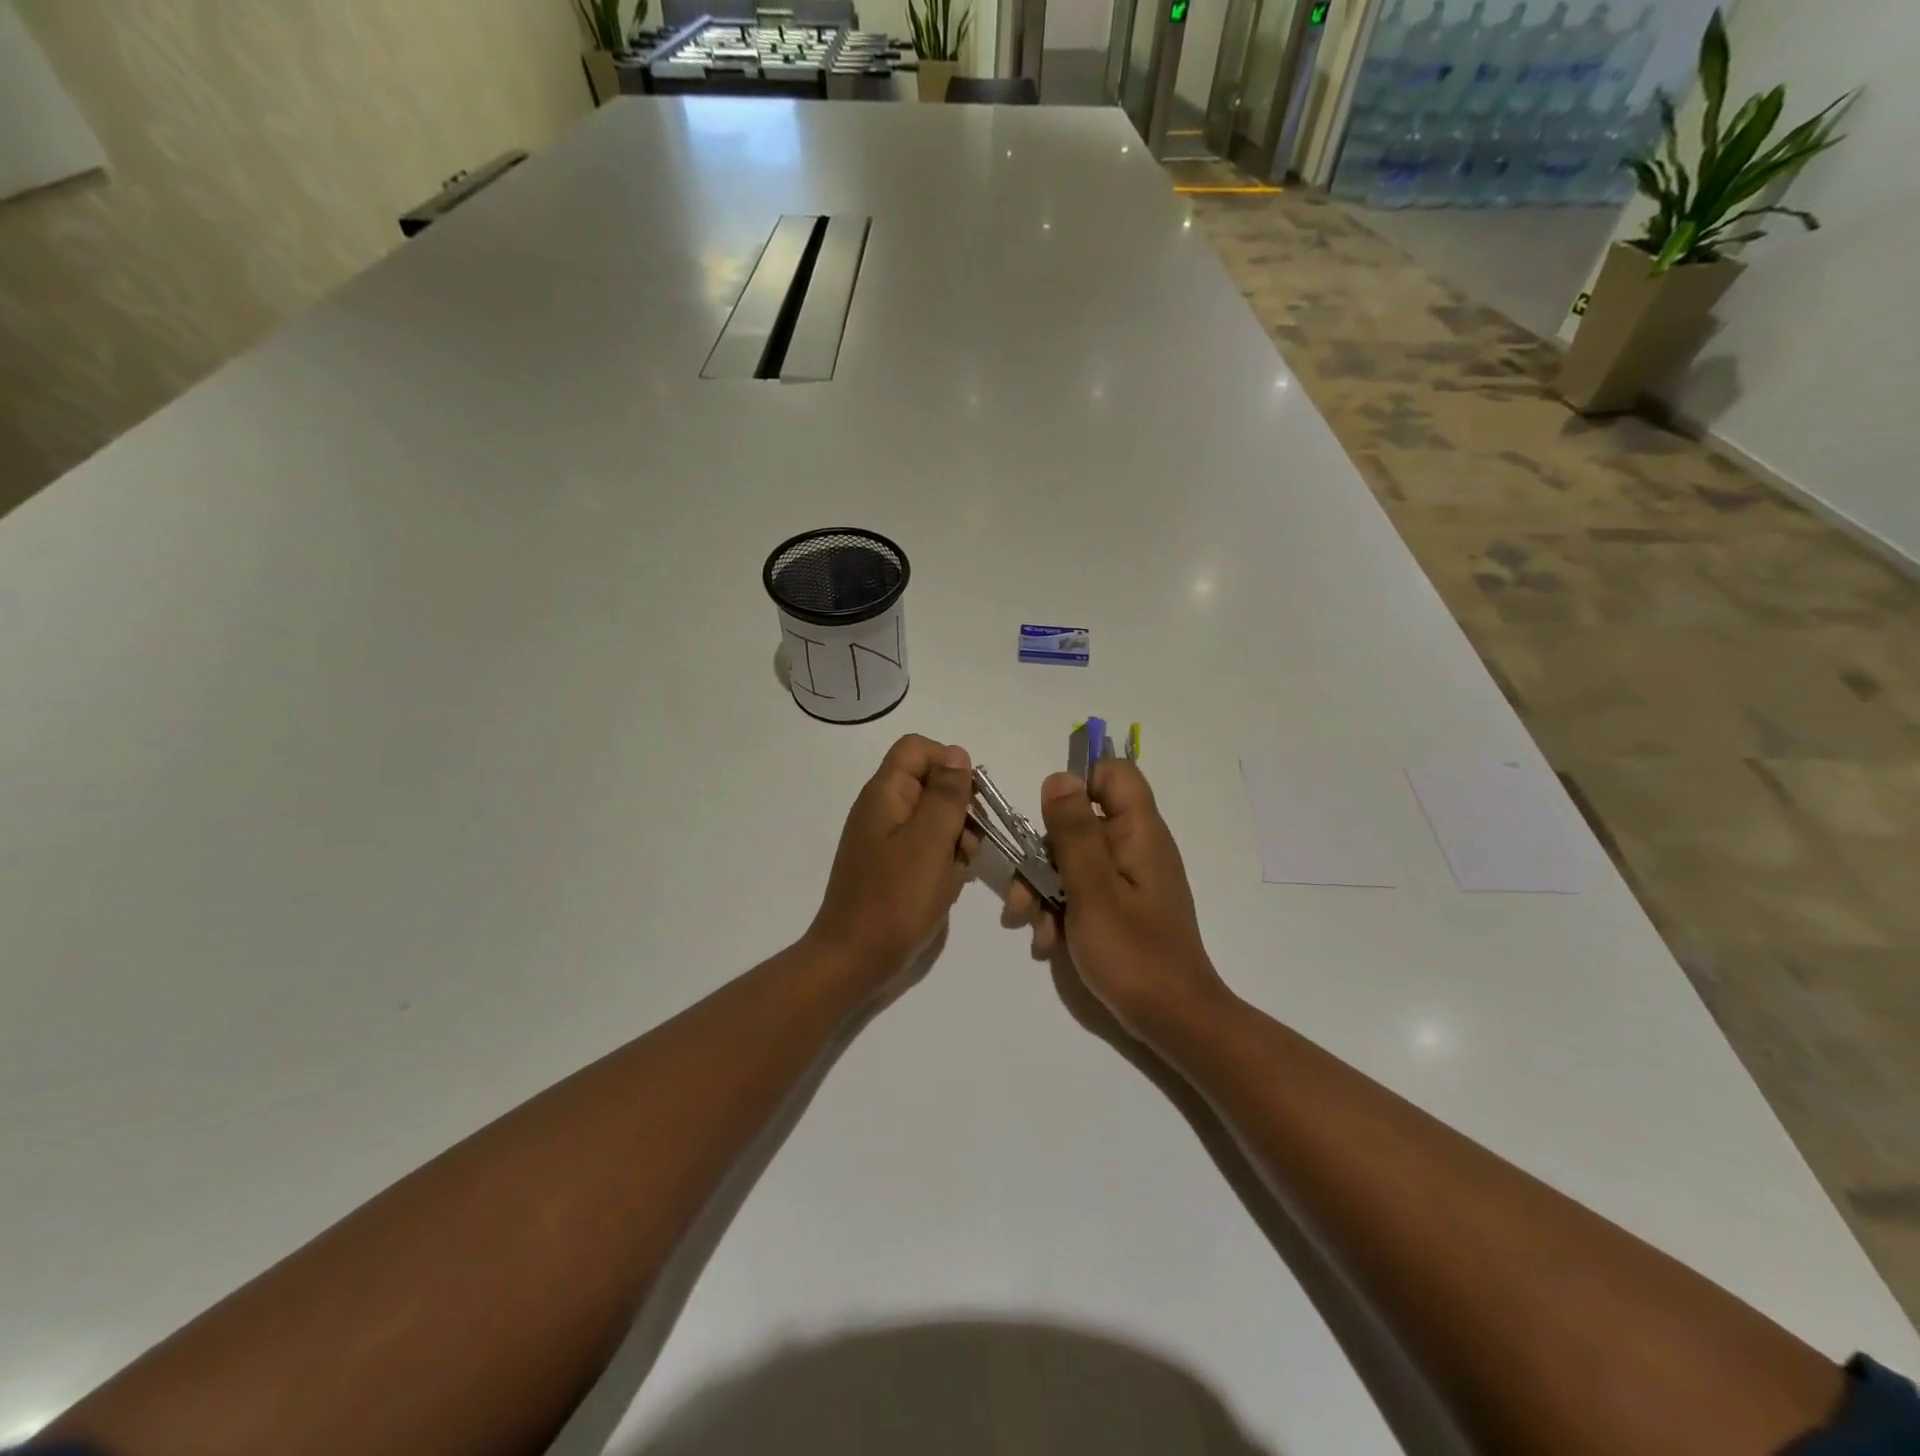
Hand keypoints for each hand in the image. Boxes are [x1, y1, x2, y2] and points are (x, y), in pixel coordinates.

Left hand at [804, 734, 979, 992]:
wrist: (854, 961)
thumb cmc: (895, 899)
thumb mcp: (930, 842)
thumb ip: (947, 795)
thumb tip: (957, 753)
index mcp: (885, 794)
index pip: (918, 749)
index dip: (950, 764)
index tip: (969, 800)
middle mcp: (882, 809)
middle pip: (929, 783)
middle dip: (958, 808)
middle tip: (969, 843)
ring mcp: (885, 840)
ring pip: (933, 818)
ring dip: (955, 838)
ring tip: (960, 869)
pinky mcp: (891, 868)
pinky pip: (925, 848)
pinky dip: (942, 861)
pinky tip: (948, 886)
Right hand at [1005, 760, 1229, 1037]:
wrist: (1172, 1019)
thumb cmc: (1132, 952)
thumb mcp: (1092, 889)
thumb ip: (1073, 832)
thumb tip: (1059, 778)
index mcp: (1138, 832)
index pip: (1114, 774)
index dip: (1079, 785)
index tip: (1050, 820)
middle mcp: (1135, 847)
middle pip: (1079, 823)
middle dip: (1043, 857)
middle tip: (1025, 896)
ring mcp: (1127, 878)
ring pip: (1072, 861)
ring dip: (1044, 890)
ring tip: (1031, 926)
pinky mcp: (1120, 906)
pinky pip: (1082, 891)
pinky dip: (1061, 911)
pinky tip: (1048, 943)